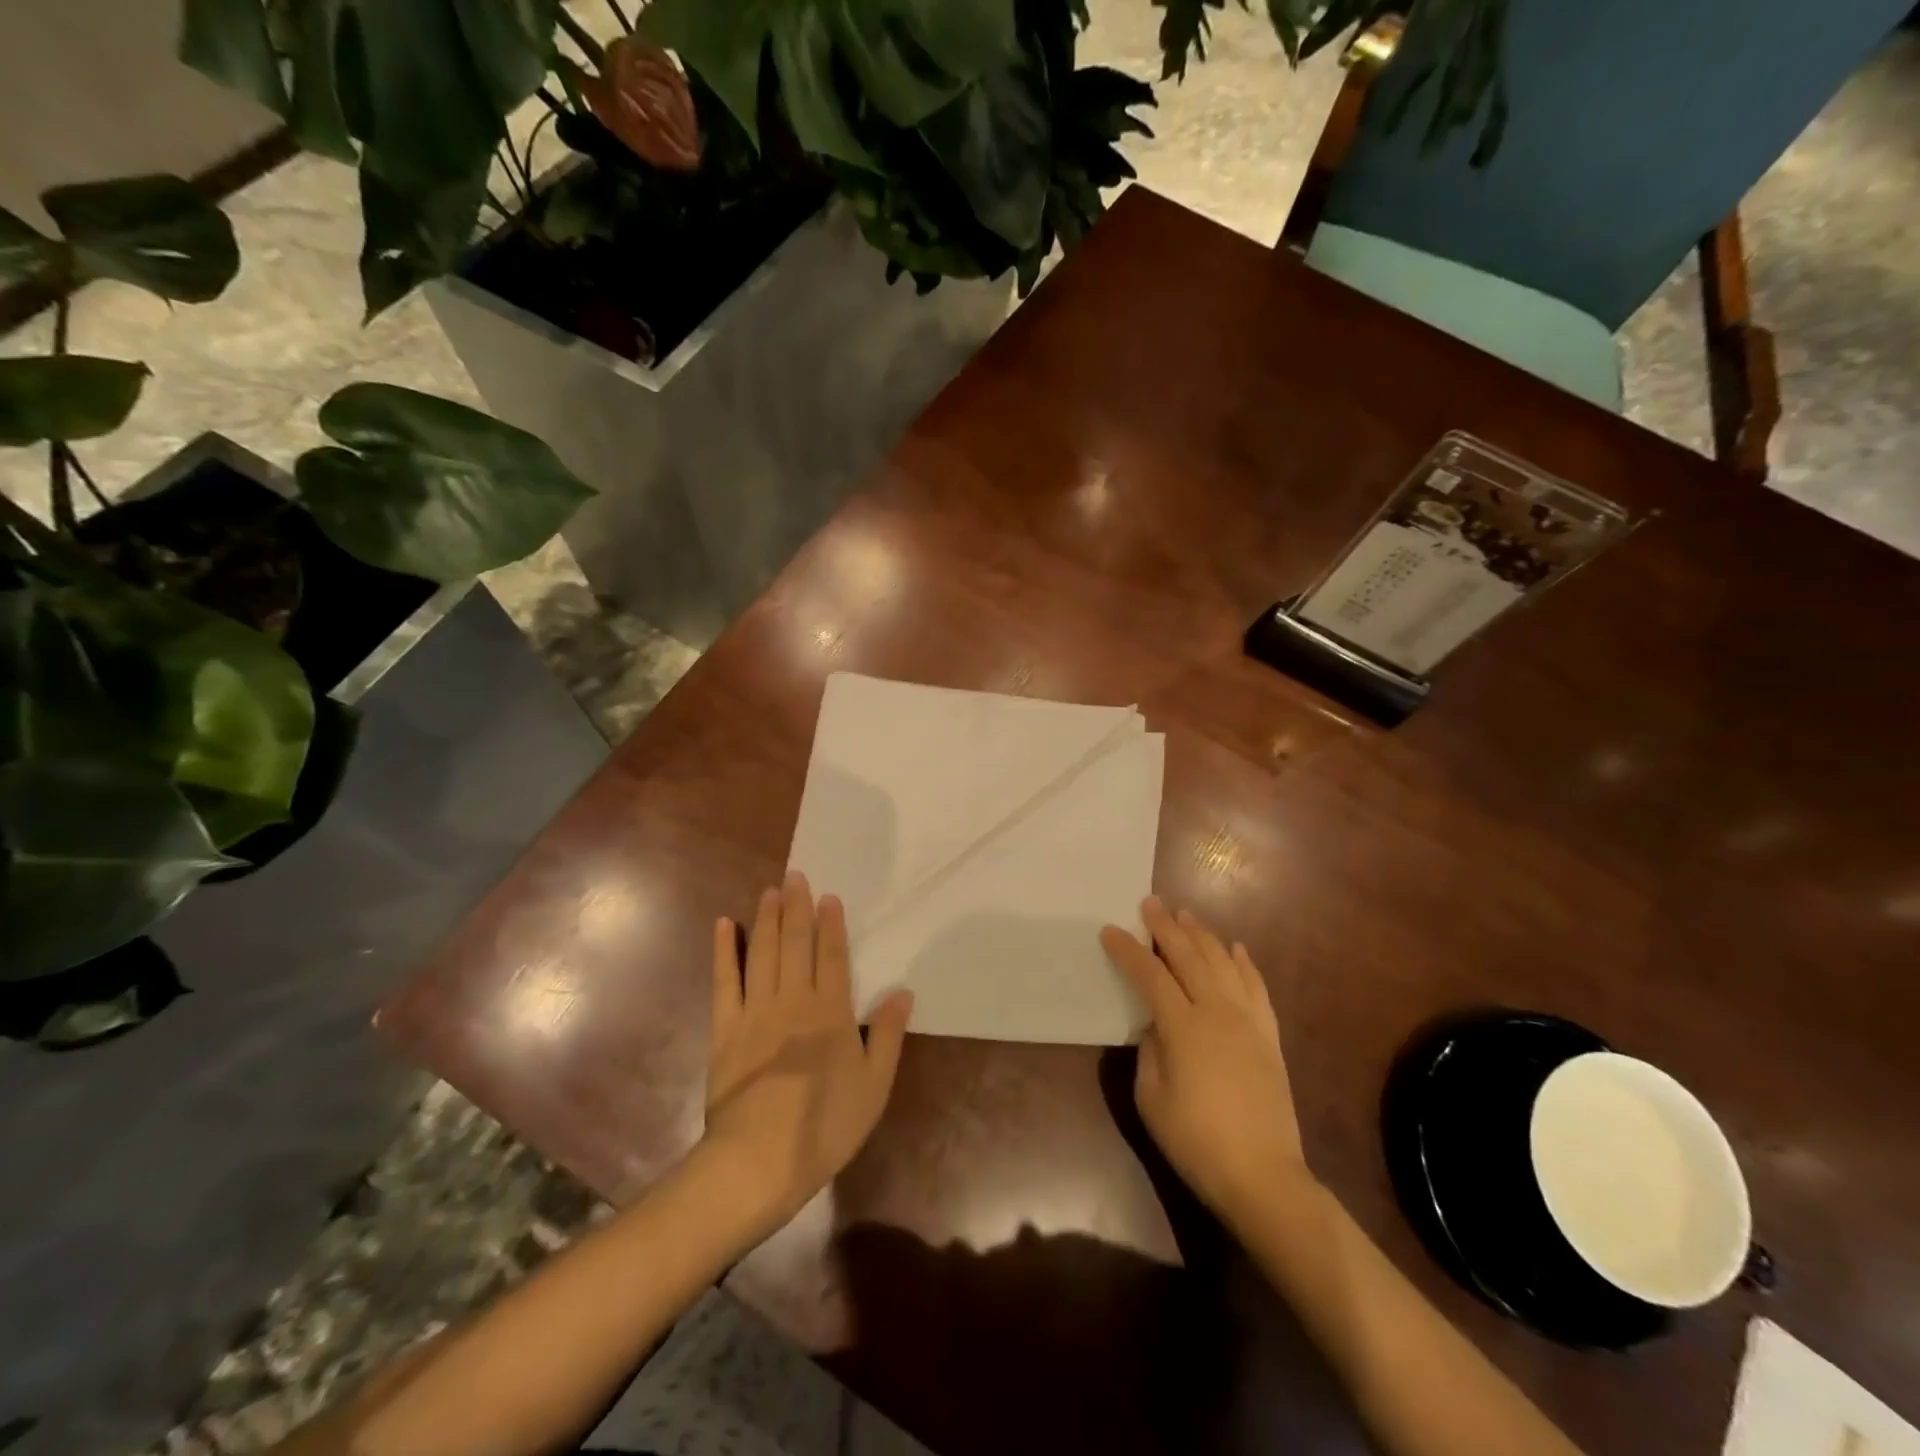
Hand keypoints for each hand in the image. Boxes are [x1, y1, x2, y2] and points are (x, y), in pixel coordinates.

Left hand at [702, 873, 912, 1235]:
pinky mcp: (725, 1028)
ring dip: (767, 919)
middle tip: (795, 875)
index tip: (828, 896)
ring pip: (763, 952)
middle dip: (797, 908)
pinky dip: (724, 951)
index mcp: (831, 1012)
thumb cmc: (824, 1127)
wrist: (758, 1162)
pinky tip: (725, 925)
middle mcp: (794, 1000)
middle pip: (796, 944)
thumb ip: (888, 1035)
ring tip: (770, 890)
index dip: (831, 924)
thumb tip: (903, 991)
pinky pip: (724, 981)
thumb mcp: (873, 1086)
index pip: (832, 956)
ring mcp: (756, 1011)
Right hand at [1100, 897, 1310, 1224]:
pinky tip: (1236, 948)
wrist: (1264, 1176)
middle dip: (1166, 928)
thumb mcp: (1152, 1099)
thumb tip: (1155, 1025)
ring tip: (1186, 916)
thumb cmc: (1197, 1142)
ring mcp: (1248, 1021)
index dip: (1128, 951)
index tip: (1110, 931)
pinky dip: (1245, 963)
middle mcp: (1217, 1012)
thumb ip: (1149, 1052)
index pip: (1150, 975)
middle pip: (1189, 957)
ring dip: (1203, 936)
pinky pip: (1257, 987)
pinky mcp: (1269, 1036)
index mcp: (1183, 1027)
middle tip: (1151, 903)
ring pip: (1224, 963)